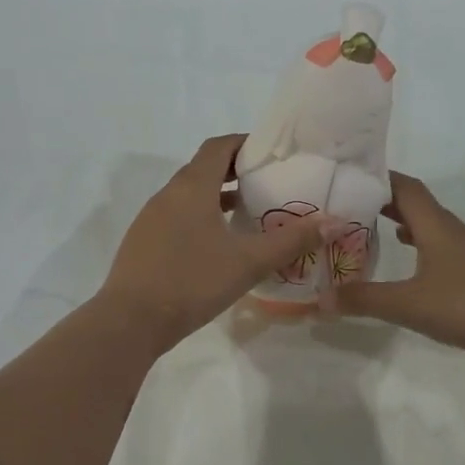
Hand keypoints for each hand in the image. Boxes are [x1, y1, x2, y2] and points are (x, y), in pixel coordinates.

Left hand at [97, 134, 343, 350]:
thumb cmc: (192, 281)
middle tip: (268, 185)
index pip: (218, 147)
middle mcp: (168, 195)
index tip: (271, 153)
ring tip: (249, 214)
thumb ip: (291, 240)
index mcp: (191, 187)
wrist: (130, 321)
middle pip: (203, 169)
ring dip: (217, 198)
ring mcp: (151, 219)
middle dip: (235, 172)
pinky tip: (218, 246)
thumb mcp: (248, 262)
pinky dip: (200, 218)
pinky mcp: (143, 243)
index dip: (244, 143)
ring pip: (189, 196)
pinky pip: (177, 218)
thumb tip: (334, 221)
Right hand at [334, 172, 464, 361]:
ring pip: (432, 228)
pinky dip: (422, 249)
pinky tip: (415, 266)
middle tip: (351, 207)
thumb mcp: (409, 304)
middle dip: (384, 202)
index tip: (349, 177)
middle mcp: (454, 231)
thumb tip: (319, 299)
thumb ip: (364, 300)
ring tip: (374, 232)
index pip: (404, 188)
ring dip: (404, 225)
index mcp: (436, 226)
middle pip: (417, 205)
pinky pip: (443, 249)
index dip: (378, 178)